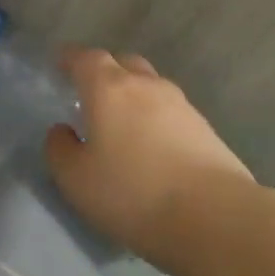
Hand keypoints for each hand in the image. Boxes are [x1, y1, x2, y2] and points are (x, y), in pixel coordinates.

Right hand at [45, 48, 254, 275]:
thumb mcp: (76, 180)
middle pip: (123, 63)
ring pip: (151, 86)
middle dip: (105, 71)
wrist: (215, 218)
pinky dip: (156, 118)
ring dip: (134, 95)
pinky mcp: (206, 129)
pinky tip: (152, 145)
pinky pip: (171, 112)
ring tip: (122, 122)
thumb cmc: (133, 193)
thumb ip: (60, 150)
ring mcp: (182, 105)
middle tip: (91, 93)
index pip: (86, 58)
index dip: (70, 58)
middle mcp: (146, 85)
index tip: (60, 63)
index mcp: (109, 88)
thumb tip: (62, 131)